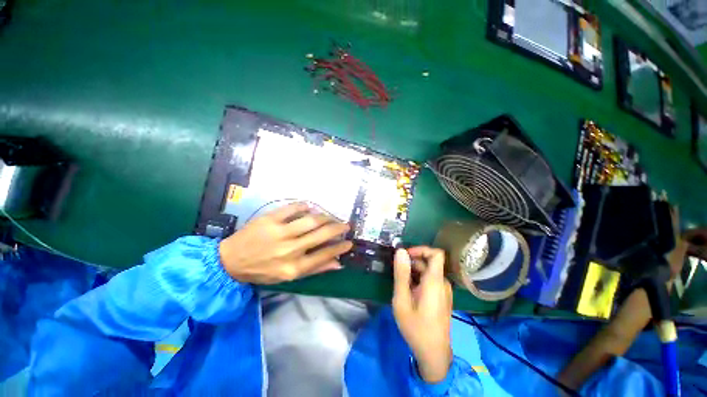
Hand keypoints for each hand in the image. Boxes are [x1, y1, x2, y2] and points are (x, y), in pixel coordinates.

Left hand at [219, 202, 352, 283]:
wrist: (230, 261)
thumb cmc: (262, 271)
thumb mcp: (288, 276)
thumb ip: (315, 269)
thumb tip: (338, 263)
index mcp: (294, 267)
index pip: (325, 255)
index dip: (340, 247)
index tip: (349, 242)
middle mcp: (290, 250)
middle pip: (321, 234)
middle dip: (338, 228)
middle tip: (345, 224)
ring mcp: (280, 233)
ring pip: (311, 220)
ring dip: (325, 216)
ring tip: (330, 217)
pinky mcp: (270, 219)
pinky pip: (293, 208)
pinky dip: (304, 206)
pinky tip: (310, 207)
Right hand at [392, 246, 452, 382]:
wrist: (434, 354)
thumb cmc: (416, 327)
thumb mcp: (402, 300)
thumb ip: (401, 274)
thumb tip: (400, 251)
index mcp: (435, 281)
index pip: (436, 254)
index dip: (421, 249)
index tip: (405, 255)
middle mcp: (442, 283)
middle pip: (430, 262)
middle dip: (412, 261)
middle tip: (397, 270)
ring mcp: (444, 291)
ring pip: (429, 271)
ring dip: (414, 271)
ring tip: (400, 282)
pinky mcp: (442, 297)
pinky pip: (430, 281)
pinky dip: (418, 279)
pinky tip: (408, 290)